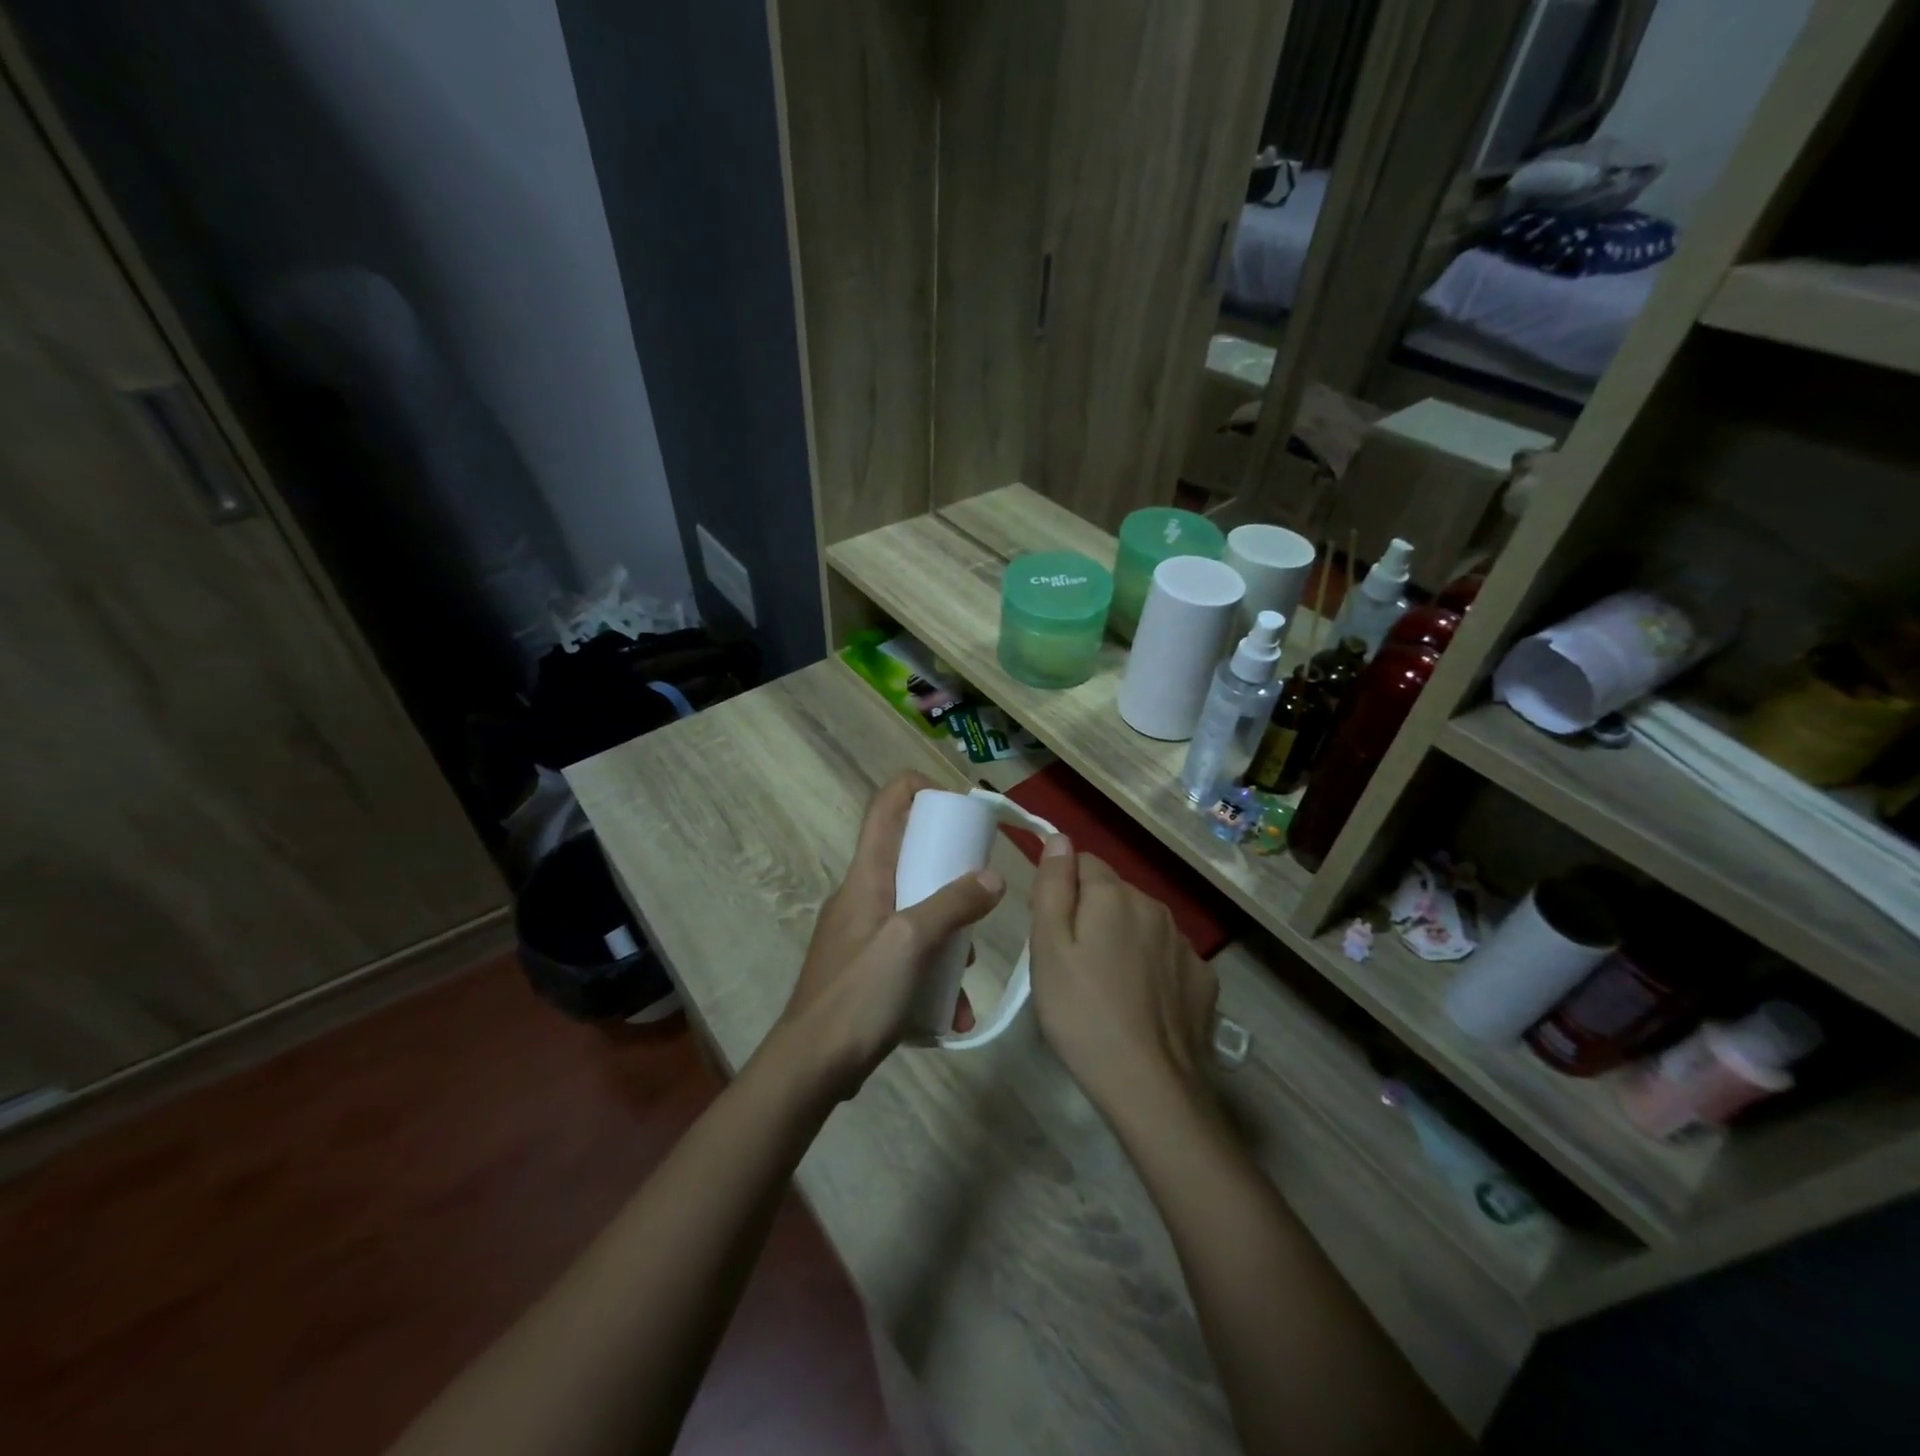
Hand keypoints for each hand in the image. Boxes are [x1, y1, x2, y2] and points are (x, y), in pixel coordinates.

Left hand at [774, 772, 1004, 1099]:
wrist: (811, 1066)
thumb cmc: (858, 994)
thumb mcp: (911, 941)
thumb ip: (952, 904)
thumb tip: (993, 878)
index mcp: (866, 877)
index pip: (885, 808)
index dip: (917, 788)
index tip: (956, 801)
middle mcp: (862, 897)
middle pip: (910, 861)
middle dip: (951, 876)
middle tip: (982, 895)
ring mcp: (863, 935)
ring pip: (917, 914)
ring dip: (949, 938)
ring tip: (968, 973)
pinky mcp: (867, 971)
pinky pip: (909, 957)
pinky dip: (934, 975)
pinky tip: (953, 1012)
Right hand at [1028, 837, 1217, 1117]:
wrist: (1150, 1085)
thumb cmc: (1082, 1013)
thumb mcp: (1048, 948)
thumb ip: (1053, 886)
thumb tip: (1059, 838)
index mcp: (1114, 895)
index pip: (1083, 863)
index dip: (1060, 889)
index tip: (1049, 930)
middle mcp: (1154, 906)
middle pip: (1112, 894)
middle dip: (1090, 915)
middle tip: (1070, 965)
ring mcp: (1184, 943)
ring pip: (1140, 924)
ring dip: (1121, 940)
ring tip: (1104, 989)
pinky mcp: (1202, 978)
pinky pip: (1166, 957)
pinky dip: (1151, 968)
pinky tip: (1140, 1005)